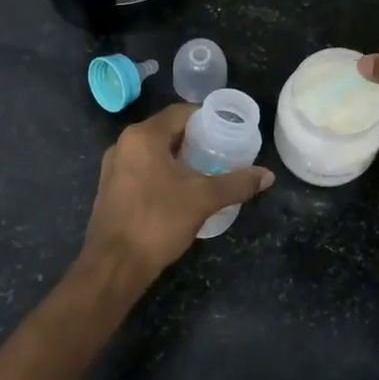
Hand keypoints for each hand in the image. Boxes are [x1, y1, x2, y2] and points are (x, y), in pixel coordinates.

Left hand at [79, 103, 273, 288]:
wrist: (114, 266)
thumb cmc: (158, 222)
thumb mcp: (203, 199)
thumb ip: (237, 183)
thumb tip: (268, 175)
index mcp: (143, 136)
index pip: (180, 112)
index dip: (207, 118)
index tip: (228, 130)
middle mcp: (124, 144)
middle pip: (166, 130)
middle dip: (195, 140)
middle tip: (222, 151)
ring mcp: (113, 168)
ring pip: (153, 151)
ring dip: (178, 157)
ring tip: (206, 171)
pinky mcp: (110, 189)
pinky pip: (142, 169)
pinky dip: (162, 172)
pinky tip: (180, 191)